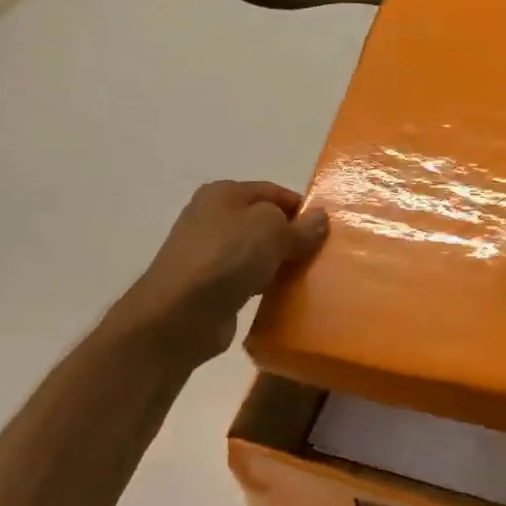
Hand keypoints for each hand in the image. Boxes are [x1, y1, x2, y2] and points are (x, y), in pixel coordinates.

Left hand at [106, 181, 327, 366]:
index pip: (273, 192)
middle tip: (320, 254)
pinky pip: (246, 278)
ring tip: (307, 276)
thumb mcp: (273, 230)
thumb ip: (300, 225)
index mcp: (223, 193)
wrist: (179, 314)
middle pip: (264, 222)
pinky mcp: (209, 285)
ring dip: (279, 262)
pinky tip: (282, 295)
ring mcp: (208, 253)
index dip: (301, 208)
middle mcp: (212, 217)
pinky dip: (264, 284)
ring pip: (256, 251)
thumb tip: (319, 218)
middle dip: (292, 236)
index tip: (326, 230)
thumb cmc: (227, 257)